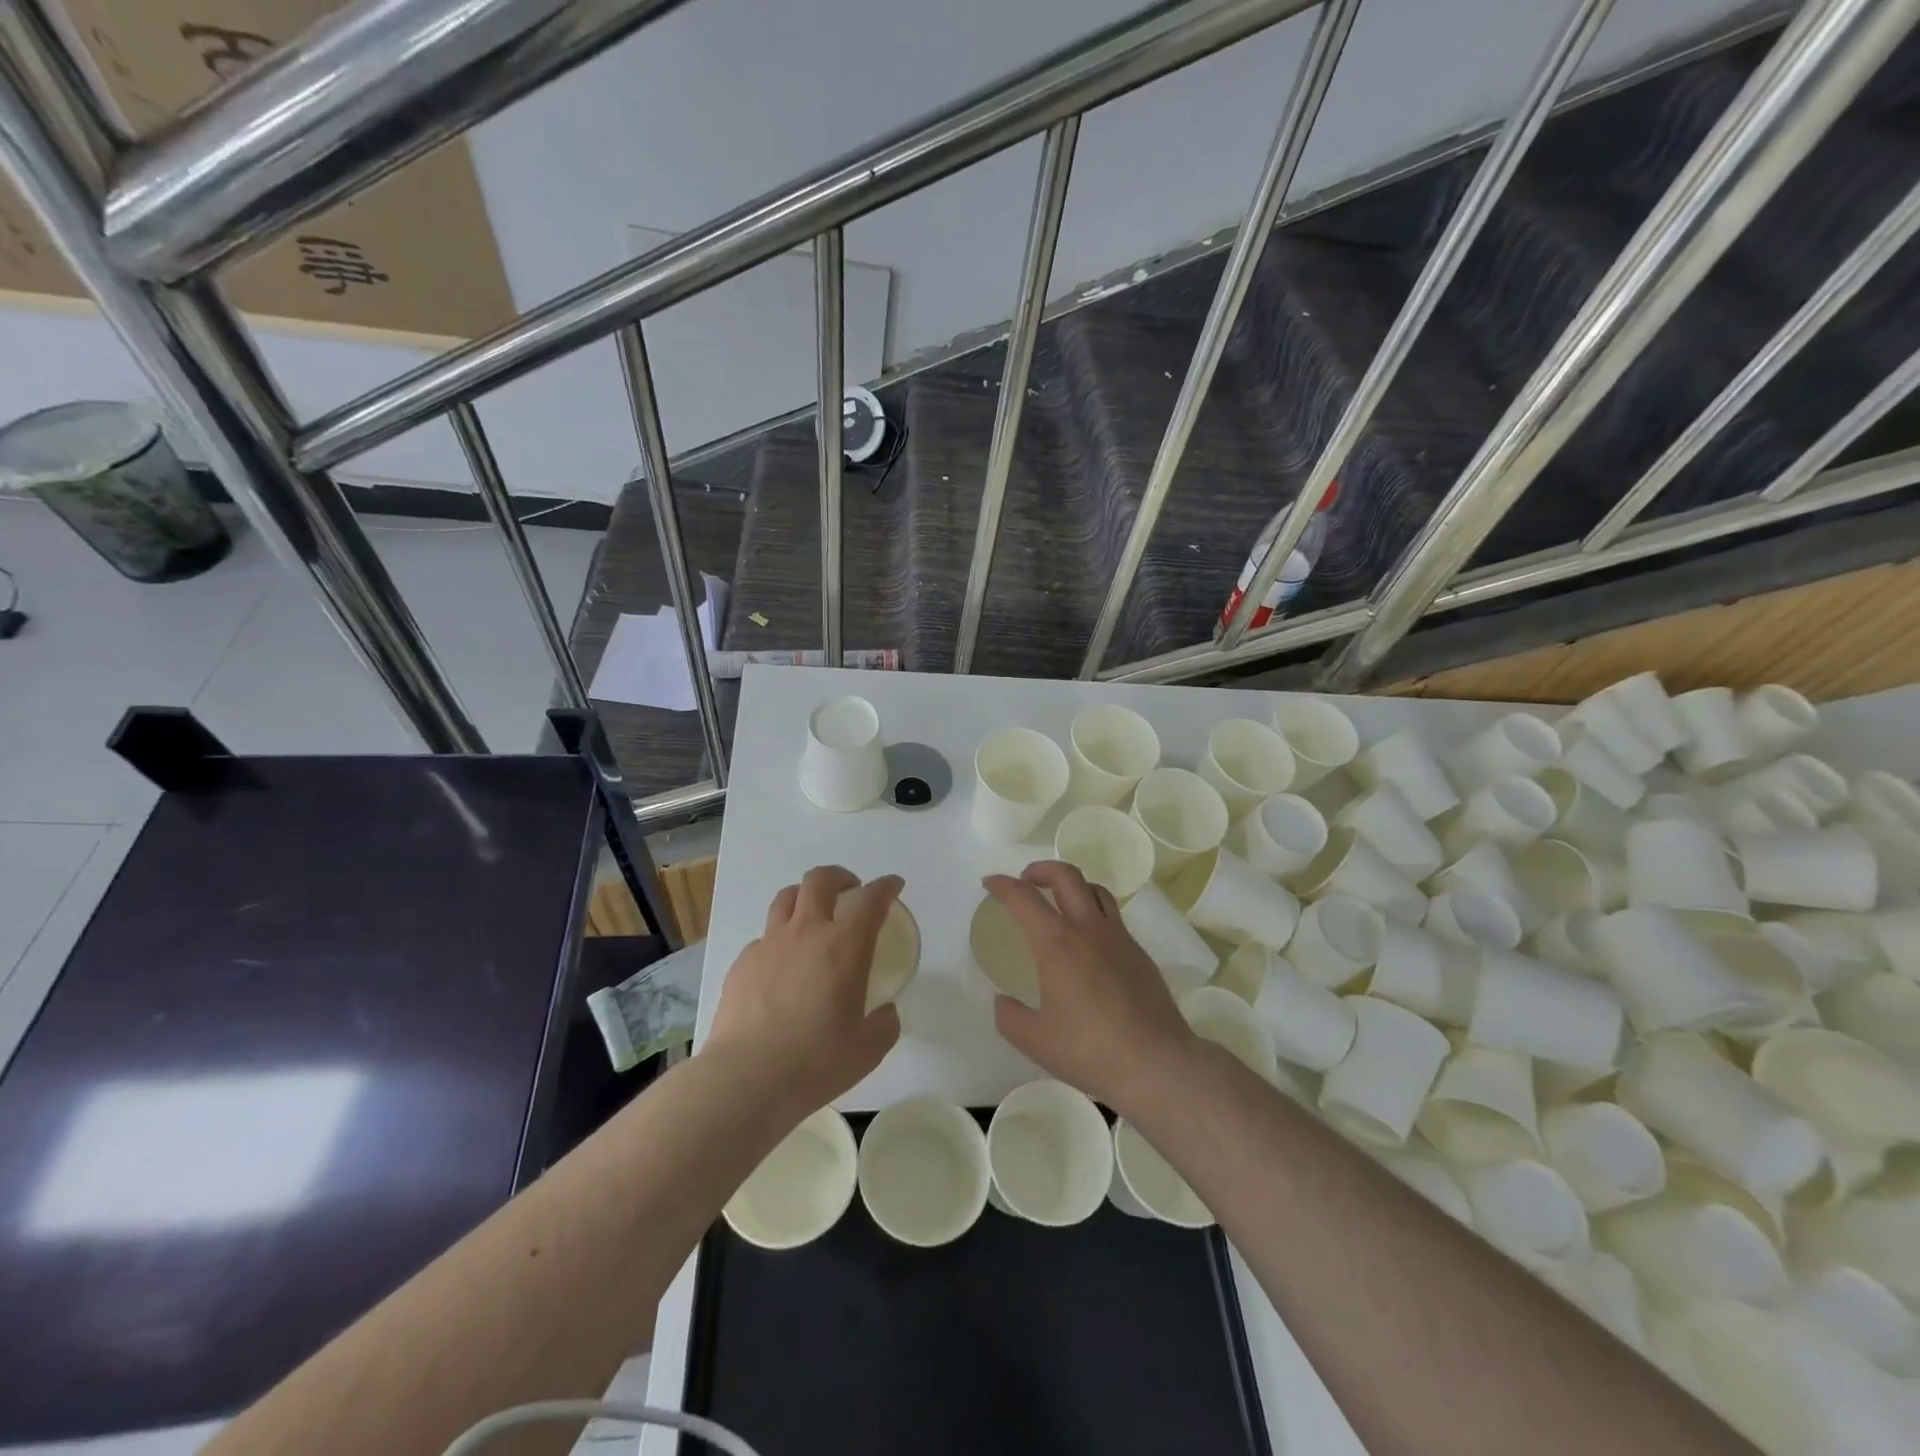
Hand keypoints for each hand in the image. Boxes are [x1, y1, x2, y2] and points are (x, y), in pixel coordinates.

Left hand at [705, 865, 902, 1121]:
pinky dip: (780, 939)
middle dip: (840, 877)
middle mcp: (806, 932)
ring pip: (786, 897)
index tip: (893, 885)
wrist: (745, 1079)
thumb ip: (884, 1024)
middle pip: (820, 880)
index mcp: (844, 946)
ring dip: (805, 896)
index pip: (871, 899)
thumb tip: (884, 1013)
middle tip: (850, 891)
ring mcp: (769, 944)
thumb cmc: (815, 1062)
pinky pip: (764, 937)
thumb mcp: (868, 1049)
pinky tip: (782, 966)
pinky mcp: (742, 963)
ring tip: (813, 915)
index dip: (886, 886)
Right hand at [985, 861, 1197, 1114]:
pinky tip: (1088, 941)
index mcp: (1057, 943)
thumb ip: (1009, 1016)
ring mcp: (1118, 937)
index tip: (990, 883)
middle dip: (1040, 869)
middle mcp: (1088, 929)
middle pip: (1066, 876)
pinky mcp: (1138, 953)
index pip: (1024, 897)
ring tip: (1059, 902)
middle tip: (1025, 881)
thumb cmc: (1090, 1050)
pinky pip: (1112, 916)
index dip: (1003, 885)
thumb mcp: (1034, 1040)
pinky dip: (1093, 911)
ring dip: (1071, 885)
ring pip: (1094, 889)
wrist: (1156, 1062)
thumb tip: (1003, 1001)